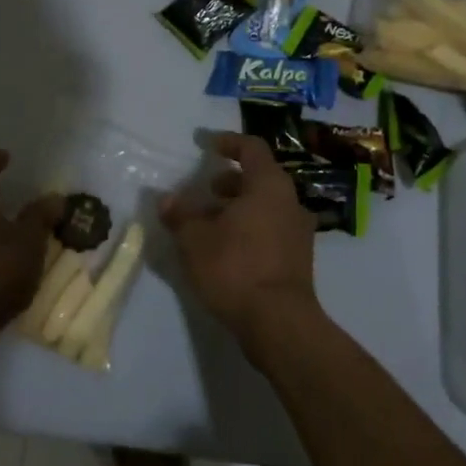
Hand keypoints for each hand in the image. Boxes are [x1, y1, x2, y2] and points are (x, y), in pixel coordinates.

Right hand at [160, 133, 319, 355]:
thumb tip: (167, 199)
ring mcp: (299, 232)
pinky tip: (226, 249)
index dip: (227, 142)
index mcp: (269, 185)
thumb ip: (180, 214)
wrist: (279, 323)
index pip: (251, 148)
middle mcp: (290, 201)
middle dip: (230, 180)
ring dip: (238, 207)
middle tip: (205, 190)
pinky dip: (249, 229)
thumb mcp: (195, 239)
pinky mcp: (298, 259)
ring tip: (209, 223)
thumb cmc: (235, 267)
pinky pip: (271, 229)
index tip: (206, 144)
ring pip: (265, 206)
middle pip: (260, 178)